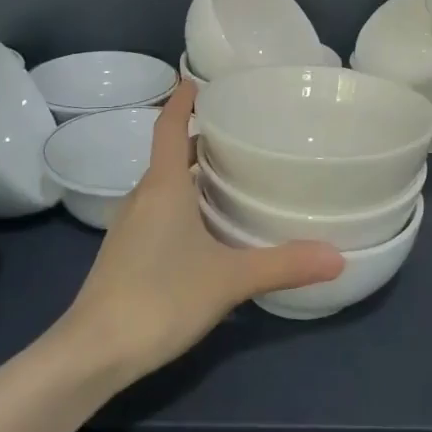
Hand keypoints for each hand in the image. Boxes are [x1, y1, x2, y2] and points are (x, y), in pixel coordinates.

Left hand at [58, 82, 343, 380]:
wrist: (93, 352)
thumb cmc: (159, 298)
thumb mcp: (229, 279)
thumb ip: (283, 264)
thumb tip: (338, 256)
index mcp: (163, 186)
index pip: (170, 128)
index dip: (181, 101)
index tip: (197, 79)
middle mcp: (142, 197)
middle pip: (170, 155)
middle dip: (201, 140)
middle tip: (241, 134)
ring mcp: (130, 226)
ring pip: (163, 185)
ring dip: (192, 174)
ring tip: (231, 176)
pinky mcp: (126, 253)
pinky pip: (157, 211)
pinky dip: (182, 203)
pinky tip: (206, 228)